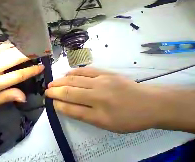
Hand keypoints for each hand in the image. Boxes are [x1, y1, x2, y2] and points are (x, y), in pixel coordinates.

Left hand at [0, 43, 43, 113]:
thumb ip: (7, 96)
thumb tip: (24, 96)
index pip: (18, 75)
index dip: (32, 70)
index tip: (42, 66)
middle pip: (15, 58)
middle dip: (29, 54)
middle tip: (39, 51)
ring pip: (8, 49)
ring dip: (21, 47)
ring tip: (31, 45)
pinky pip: (0, 47)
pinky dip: (10, 44)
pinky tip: (16, 43)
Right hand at [45, 67, 162, 132]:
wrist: (147, 102)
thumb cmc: (129, 118)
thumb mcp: (108, 125)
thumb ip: (86, 115)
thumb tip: (68, 106)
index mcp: (101, 115)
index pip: (73, 109)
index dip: (59, 104)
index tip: (51, 101)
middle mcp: (98, 96)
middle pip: (71, 92)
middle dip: (56, 91)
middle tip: (47, 90)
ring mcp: (101, 81)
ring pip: (75, 80)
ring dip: (61, 81)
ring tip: (53, 82)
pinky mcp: (104, 72)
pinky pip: (84, 71)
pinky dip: (73, 72)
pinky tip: (66, 74)